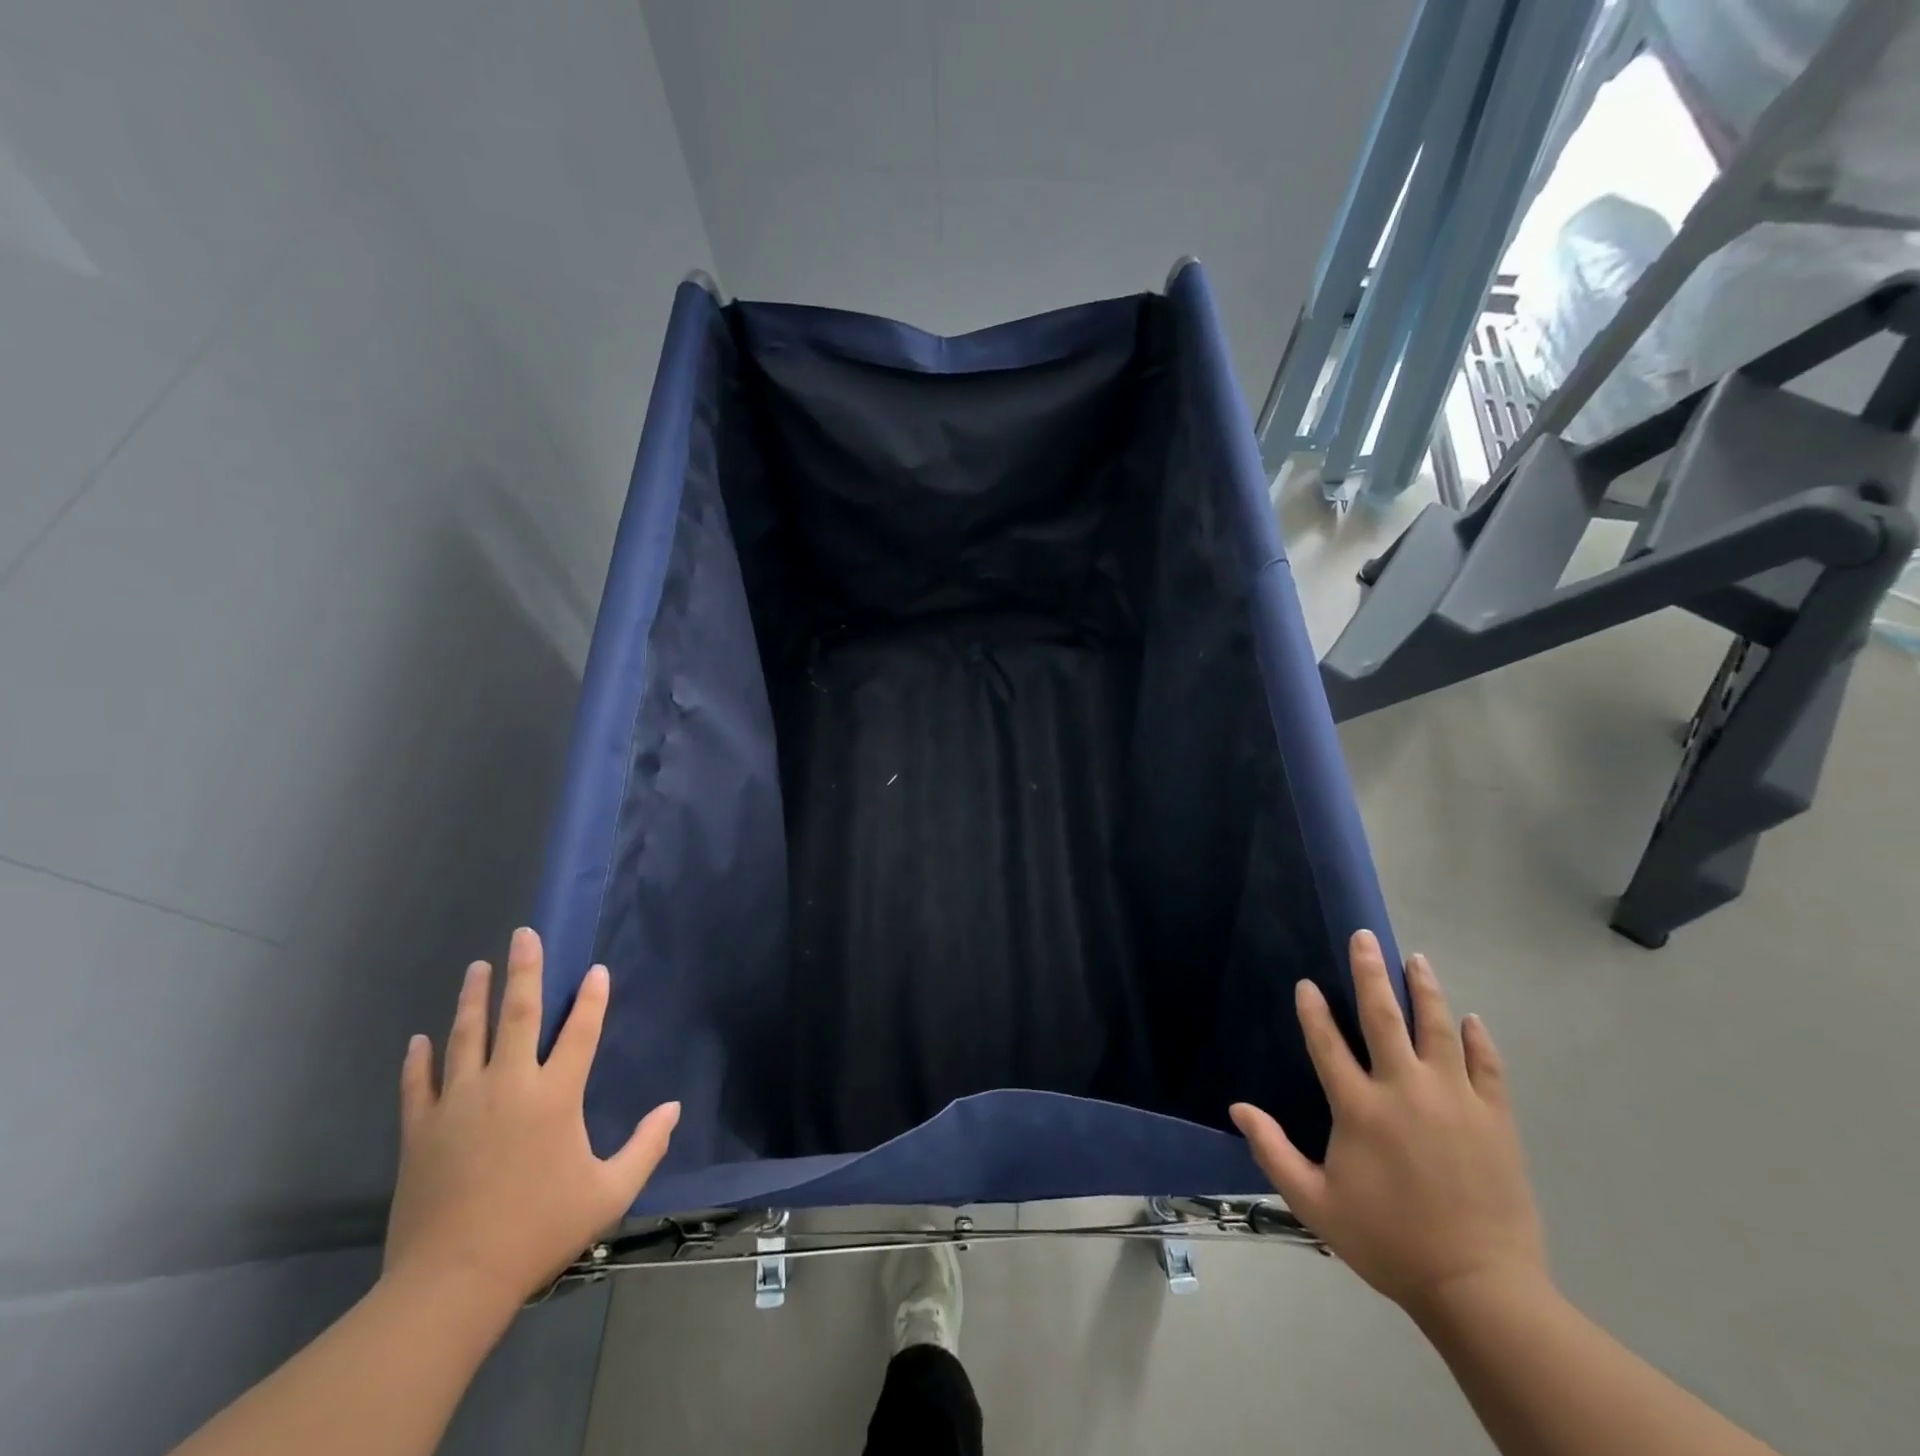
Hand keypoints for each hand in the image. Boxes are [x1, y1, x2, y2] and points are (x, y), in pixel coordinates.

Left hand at [383, 928, 679, 1310]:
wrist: (453, 1283)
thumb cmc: (539, 1231)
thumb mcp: (609, 1193)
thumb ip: (646, 1146)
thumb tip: (674, 1108)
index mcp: (556, 1096)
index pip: (581, 1031)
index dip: (593, 997)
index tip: (597, 970)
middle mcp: (508, 1085)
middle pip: (518, 1015)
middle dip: (524, 971)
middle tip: (523, 935)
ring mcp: (459, 1104)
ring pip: (465, 1037)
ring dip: (472, 999)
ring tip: (476, 968)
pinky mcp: (420, 1130)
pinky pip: (417, 1084)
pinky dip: (419, 1059)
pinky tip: (419, 1039)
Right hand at [1231, 931, 1546, 1317]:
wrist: (1479, 1289)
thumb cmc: (1388, 1242)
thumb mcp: (1315, 1204)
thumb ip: (1272, 1151)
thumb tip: (1238, 1107)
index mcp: (1359, 1108)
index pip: (1327, 1043)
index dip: (1313, 1009)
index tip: (1306, 983)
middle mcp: (1404, 1091)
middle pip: (1384, 1017)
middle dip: (1371, 973)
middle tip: (1365, 937)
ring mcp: (1455, 1101)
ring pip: (1437, 1029)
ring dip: (1425, 990)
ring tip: (1416, 959)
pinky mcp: (1495, 1119)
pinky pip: (1486, 1066)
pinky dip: (1477, 1039)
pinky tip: (1469, 1018)